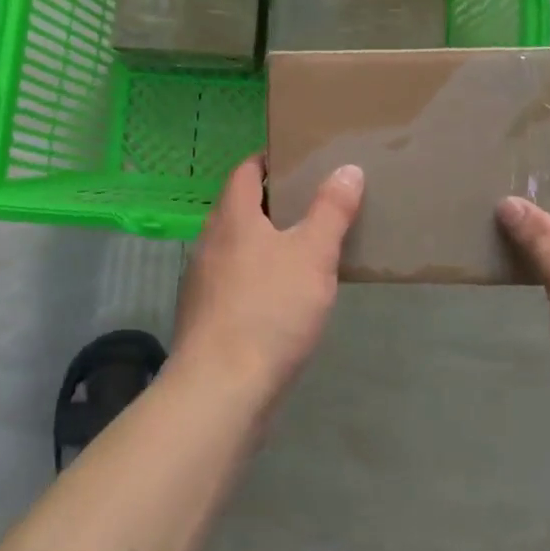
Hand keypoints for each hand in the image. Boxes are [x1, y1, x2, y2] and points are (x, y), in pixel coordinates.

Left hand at [174, 156, 364, 408]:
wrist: (220, 390)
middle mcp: (210, 241)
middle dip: (271, 202)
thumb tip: (347, 168)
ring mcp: (202, 281)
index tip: (298, 160)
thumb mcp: (313, 255)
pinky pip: (233, 280)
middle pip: (239, 207)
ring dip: (263, 241)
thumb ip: (331, 210)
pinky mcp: (204, 317)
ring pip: (235, 246)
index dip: (268, 160)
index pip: (245, 171)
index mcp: (232, 217)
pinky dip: (255, 276)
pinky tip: (280, 297)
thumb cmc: (269, 310)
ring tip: (301, 248)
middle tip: (311, 202)